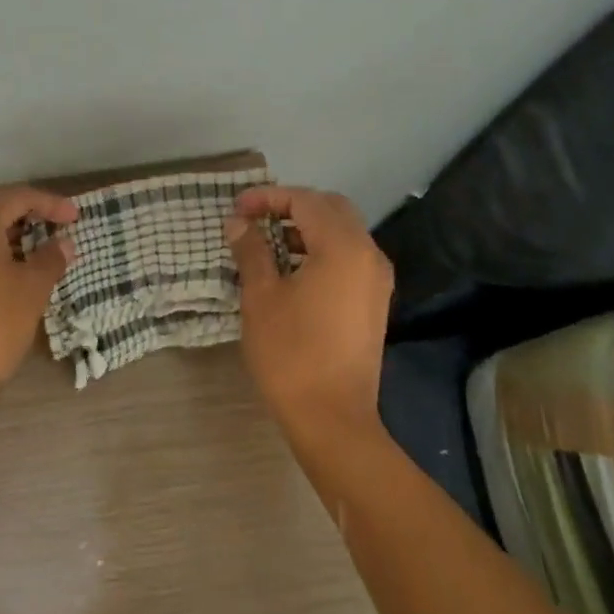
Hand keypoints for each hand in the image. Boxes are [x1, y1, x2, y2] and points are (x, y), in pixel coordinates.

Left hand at [0, 185, 78, 405]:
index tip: (77, 217)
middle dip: (28, 217)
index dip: (51, 204)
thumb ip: (50, 259)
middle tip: (59, 231)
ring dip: (9, 238)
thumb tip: (63, 243)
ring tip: (39, 254)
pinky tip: (10, 275)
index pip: (18, 196)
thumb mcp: (31, 289)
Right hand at [223, 186, 392, 429]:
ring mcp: (376, 279)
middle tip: (254, 219)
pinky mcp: (374, 300)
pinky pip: (348, 257)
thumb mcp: (261, 296)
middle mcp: (368, 254)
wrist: (332, 415)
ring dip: (306, 228)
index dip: (268, 198)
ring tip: (265, 243)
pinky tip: (290, 269)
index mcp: (342, 247)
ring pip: (342, 232)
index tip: (236, 210)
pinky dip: (320, 250)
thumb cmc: (290, 352)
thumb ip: (250, 250)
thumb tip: (237, 222)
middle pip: (331, 208)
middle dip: (291, 206)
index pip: (305, 201)